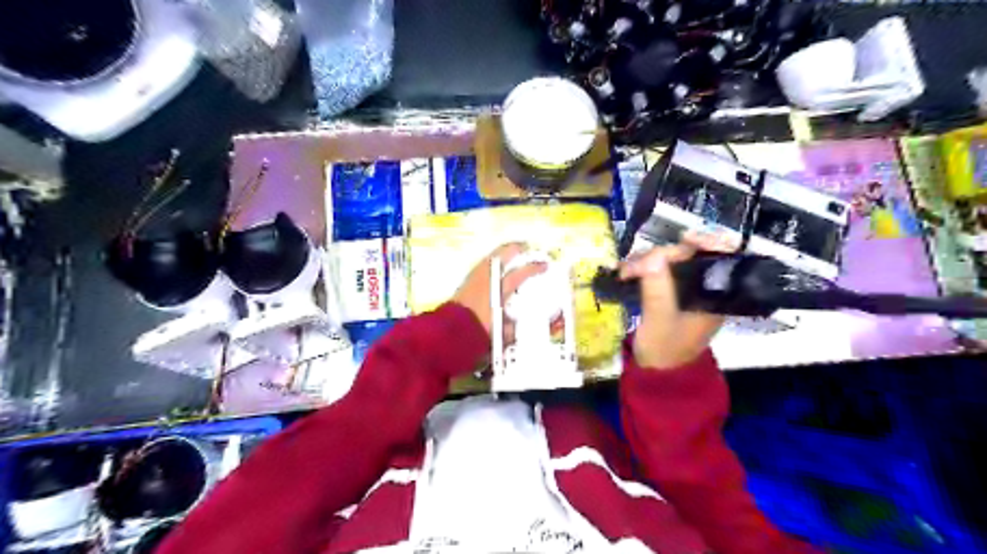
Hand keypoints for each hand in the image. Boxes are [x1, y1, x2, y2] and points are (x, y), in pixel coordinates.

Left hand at [455, 243, 546, 338]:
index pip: (520, 273)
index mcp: (499, 289)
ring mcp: (475, 277)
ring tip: (510, 251)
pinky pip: (483, 264)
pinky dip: (492, 260)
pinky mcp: (467, 280)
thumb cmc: (481, 331)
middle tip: (526, 246)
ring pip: (491, 257)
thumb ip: (515, 324)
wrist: (453, 331)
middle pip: (503, 256)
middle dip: (516, 248)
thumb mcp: (504, 333)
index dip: (534, 268)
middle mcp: (487, 278)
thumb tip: (524, 321)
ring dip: (502, 252)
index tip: (545, 265)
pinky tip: (495, 263)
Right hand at [620, 232, 735, 368]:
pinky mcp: (672, 289)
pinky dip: (643, 267)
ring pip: (672, 259)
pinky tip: (626, 272)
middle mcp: (706, 286)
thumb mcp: (660, 321)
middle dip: (661, 255)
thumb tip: (653, 258)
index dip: (707, 241)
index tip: (683, 238)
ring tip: (623, 272)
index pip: (721, 257)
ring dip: (646, 261)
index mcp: (716, 294)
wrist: (658, 371)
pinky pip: (659, 269)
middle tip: (632, 268)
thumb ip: (658, 290)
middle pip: (691, 254)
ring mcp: (688, 287)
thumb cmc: (665, 349)